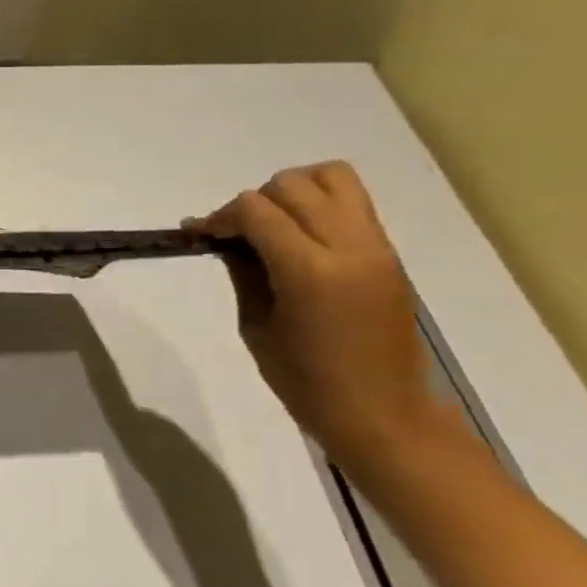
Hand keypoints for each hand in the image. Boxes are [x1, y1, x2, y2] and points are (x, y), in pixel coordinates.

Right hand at [187, 161, 444, 469]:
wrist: (380, 409)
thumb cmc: (304, 380)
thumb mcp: (255, 325)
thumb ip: (243, 272)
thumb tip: (226, 240)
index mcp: (310, 271)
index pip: (257, 211)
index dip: (220, 216)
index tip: (199, 234)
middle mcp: (349, 246)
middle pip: (293, 185)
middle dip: (253, 202)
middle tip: (233, 235)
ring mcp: (376, 245)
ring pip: (332, 178)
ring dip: (292, 191)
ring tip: (270, 224)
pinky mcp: (388, 252)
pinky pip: (352, 202)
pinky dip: (317, 204)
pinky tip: (296, 237)